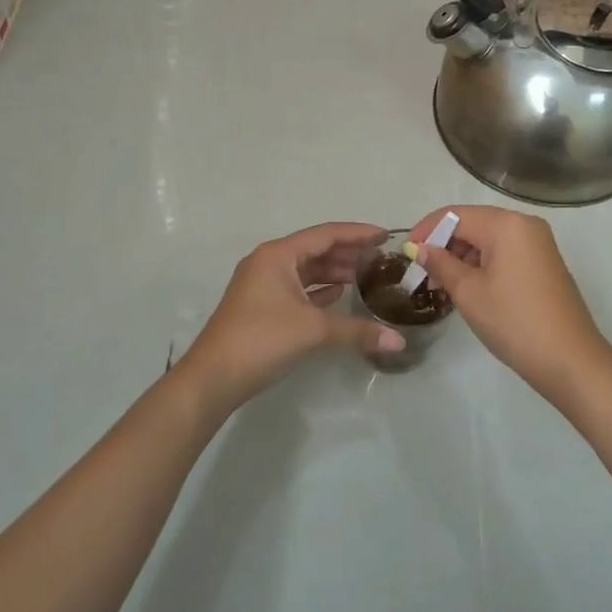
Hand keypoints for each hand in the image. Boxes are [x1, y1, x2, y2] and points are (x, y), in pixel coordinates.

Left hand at [180, 222, 404, 410]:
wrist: (213, 378)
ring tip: (366, 276)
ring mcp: (262, 285)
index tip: (385, 236)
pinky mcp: (261, 306)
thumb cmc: (261, 340)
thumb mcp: (313, 331)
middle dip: (348, 253)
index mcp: (278, 255)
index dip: (357, 234)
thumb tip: (399, 342)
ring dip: (334, 271)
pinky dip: (319, 290)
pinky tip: (339, 296)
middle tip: (381, 258)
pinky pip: (297, 288)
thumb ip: (357, 331)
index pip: (325, 234)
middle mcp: (269, 262)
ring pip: (305, 270)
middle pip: (315, 250)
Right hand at [410, 206, 611, 400]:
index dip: (426, 230)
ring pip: (488, 239)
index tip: (405, 253)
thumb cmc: (514, 322)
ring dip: (462, 257)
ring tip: (441, 286)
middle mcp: (525, 224)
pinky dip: (482, 264)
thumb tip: (419, 248)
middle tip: (421, 274)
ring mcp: (538, 244)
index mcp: (506, 224)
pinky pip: (504, 252)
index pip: (455, 215)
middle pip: (472, 224)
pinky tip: (467, 288)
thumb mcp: (469, 292)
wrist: (570, 361)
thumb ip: (440, 264)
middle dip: (443, 245)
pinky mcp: (544, 263)